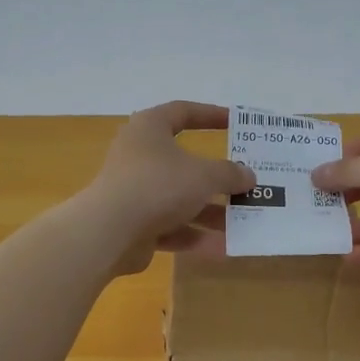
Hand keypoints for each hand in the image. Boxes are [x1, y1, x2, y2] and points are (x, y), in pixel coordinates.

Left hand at [84, 101, 255, 275]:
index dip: (211, 115)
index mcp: (149, 129)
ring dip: (211, 212)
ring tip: (243, 222)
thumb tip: (249, 176)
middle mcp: (139, 156)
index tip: (236, 122)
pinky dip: (195, 236)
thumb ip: (230, 174)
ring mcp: (135, 192)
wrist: (110, 232)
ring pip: (179, 199)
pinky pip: (171, 227)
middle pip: (184, 163)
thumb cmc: (159, 185)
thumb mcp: (204, 175)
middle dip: (217, 177)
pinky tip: (223, 248)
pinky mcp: (134, 225)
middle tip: (246, 183)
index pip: (183, 112)